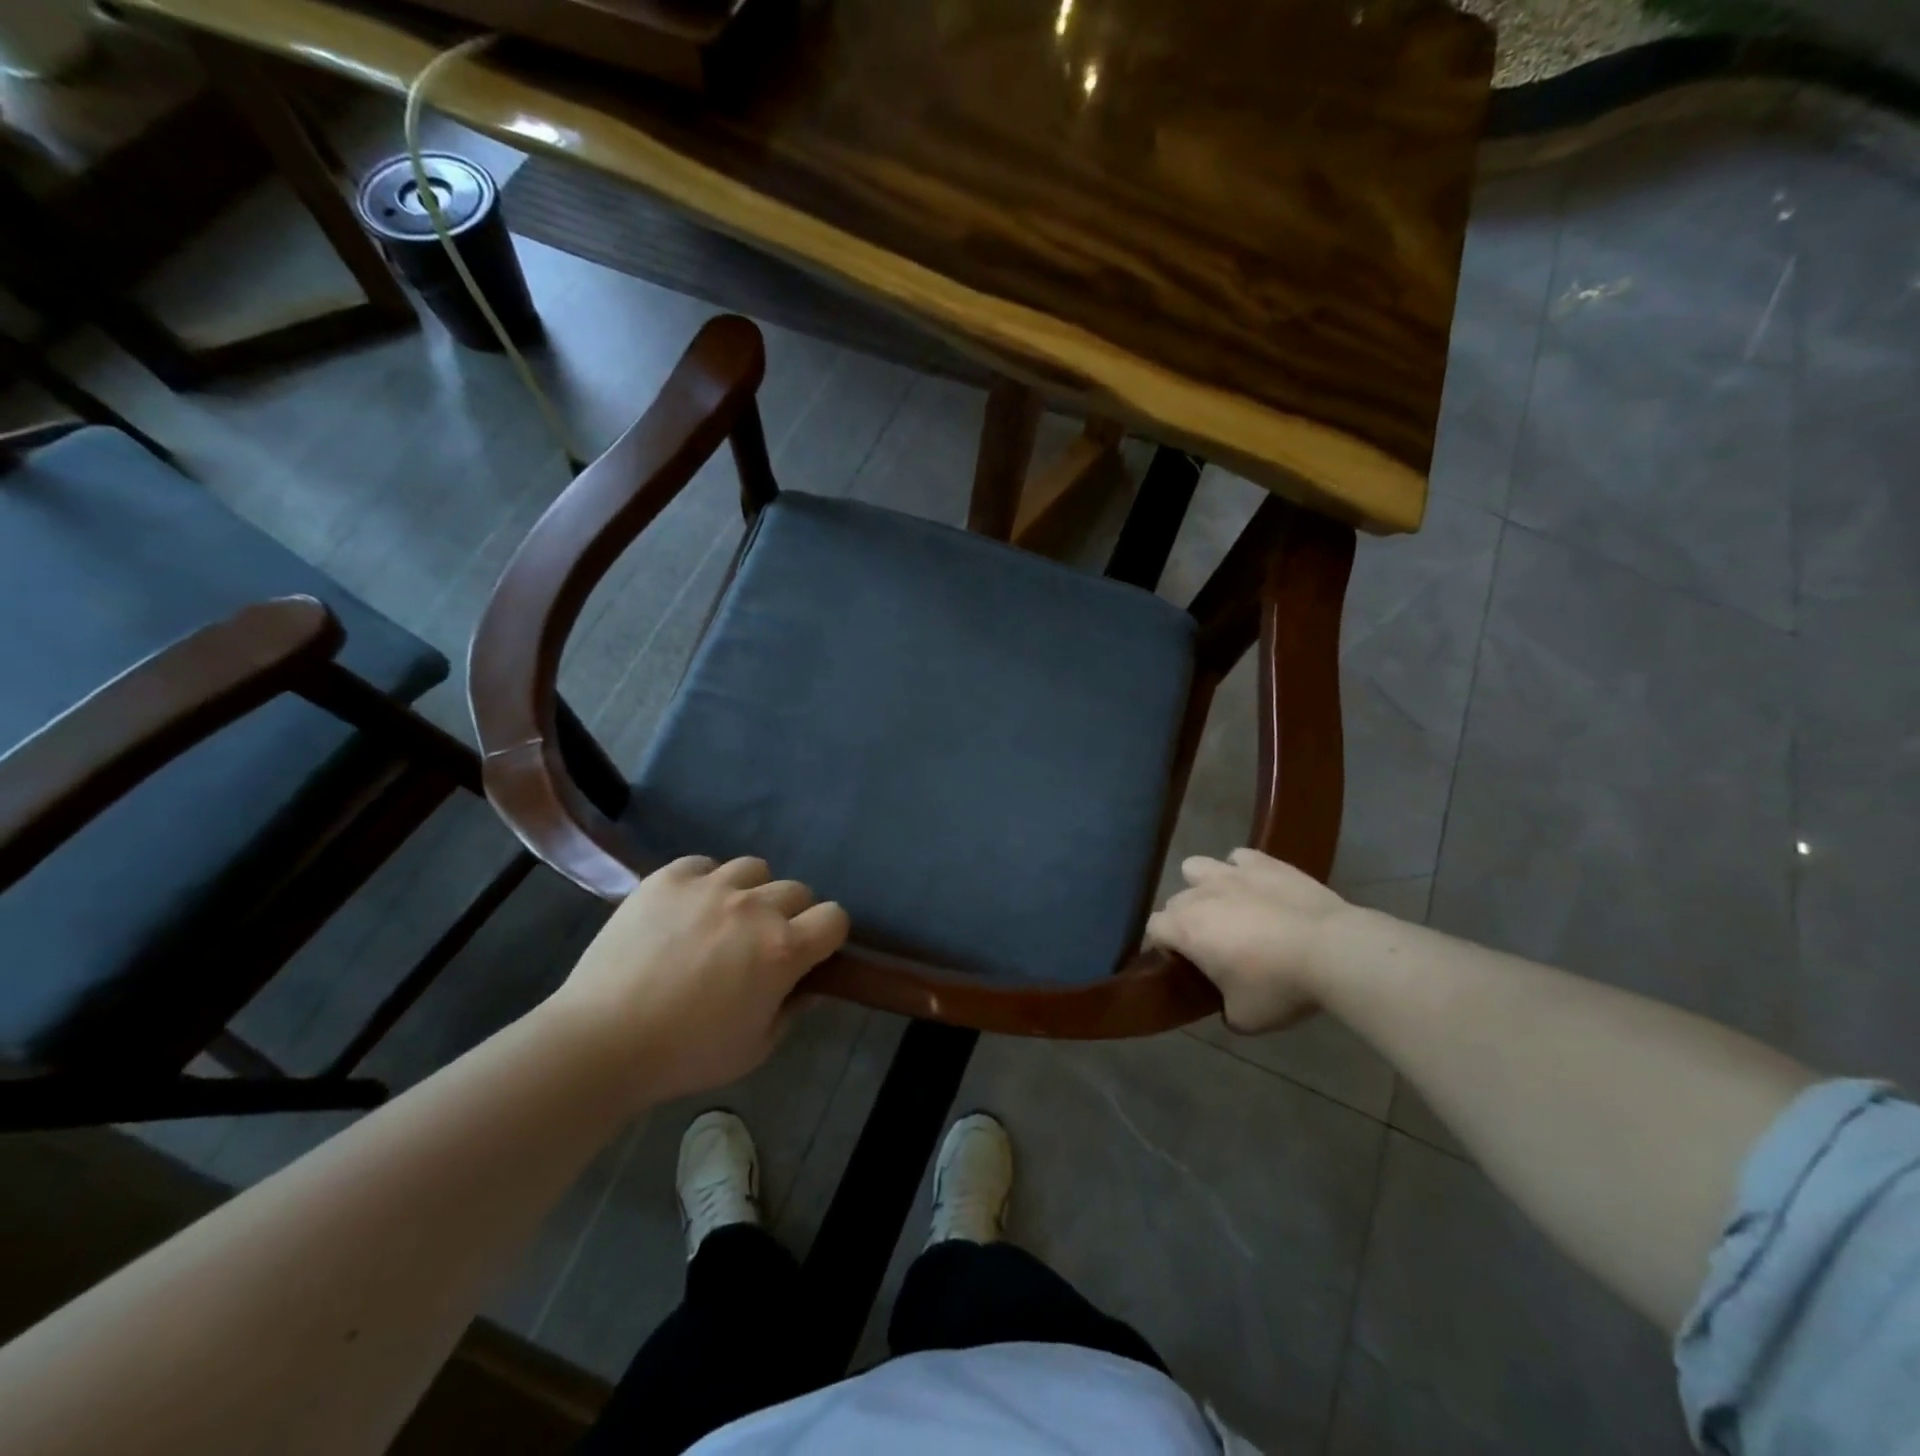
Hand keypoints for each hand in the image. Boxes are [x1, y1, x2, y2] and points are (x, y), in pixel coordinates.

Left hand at [547, 856, 848, 1105]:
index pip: (835, 917)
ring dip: (750, 892)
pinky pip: (704, 864)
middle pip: (797, 890)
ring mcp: (710, 886)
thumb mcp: (755, 1048)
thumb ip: (792, 1011)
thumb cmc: (685, 1055)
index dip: (828, 935)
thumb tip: (807, 985)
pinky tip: (687, 908)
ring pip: (754, 868)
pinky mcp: (669, 877)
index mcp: (783, 949)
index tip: (810, 953)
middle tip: (761, 944)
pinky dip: (705, 881)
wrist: (601, 1041)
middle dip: (790, 915)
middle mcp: (755, 907)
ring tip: (724, 918)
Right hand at [1146, 848, 1350, 1033]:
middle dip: (1185, 921)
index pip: (1153, 929)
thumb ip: (1224, 1009)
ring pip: (1197, 867)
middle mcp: (1200, 894)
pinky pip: (1239, 858)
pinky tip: (1258, 889)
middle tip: (1211, 946)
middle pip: (1176, 902)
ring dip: (1204, 886)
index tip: (1182, 965)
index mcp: (1185, 929)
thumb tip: (1226, 1006)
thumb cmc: (1279, 986)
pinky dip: (1242, 872)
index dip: (1162, 947)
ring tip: (1227, 907)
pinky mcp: (1265, 862)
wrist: (1333, 950)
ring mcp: (1231, 873)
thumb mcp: (1245, 1018)